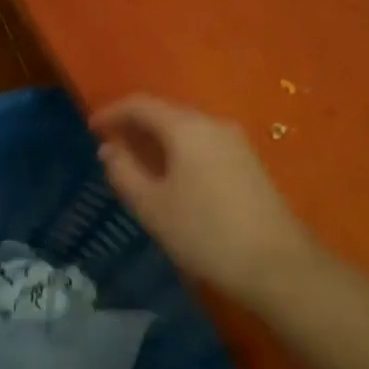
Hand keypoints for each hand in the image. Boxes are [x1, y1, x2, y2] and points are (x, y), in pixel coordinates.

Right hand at [91, 94, 321, 307]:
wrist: (278, 264)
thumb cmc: (206, 233)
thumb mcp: (153, 206)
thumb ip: (124, 172)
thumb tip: (109, 148)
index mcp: (187, 127)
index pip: (141, 104)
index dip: (112, 112)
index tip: (91, 129)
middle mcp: (213, 123)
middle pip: (166, 112)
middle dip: (135, 125)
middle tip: (110, 147)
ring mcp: (236, 142)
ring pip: (187, 128)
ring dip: (158, 139)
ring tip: (137, 162)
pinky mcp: (249, 161)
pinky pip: (204, 143)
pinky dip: (179, 150)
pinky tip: (172, 176)